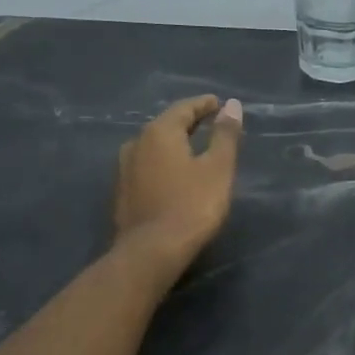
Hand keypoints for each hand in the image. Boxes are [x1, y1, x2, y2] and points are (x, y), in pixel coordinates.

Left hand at [114, 95, 243, 279]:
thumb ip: (225, 135)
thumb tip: (232, 105)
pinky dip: (163, 162)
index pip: (183, 108)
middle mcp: (136, 143)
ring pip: (153, 146)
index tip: (218, 104)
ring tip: (193, 147)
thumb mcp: (218, 168)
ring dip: (174, 142)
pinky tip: (174, 173)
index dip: (203, 104)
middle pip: (165, 125)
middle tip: (209, 122)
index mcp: (159, 132)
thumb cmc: (192, 205)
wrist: (151, 251)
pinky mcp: (123, 192)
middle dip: (188, 122)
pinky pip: (146, 165)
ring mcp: (124, 169)